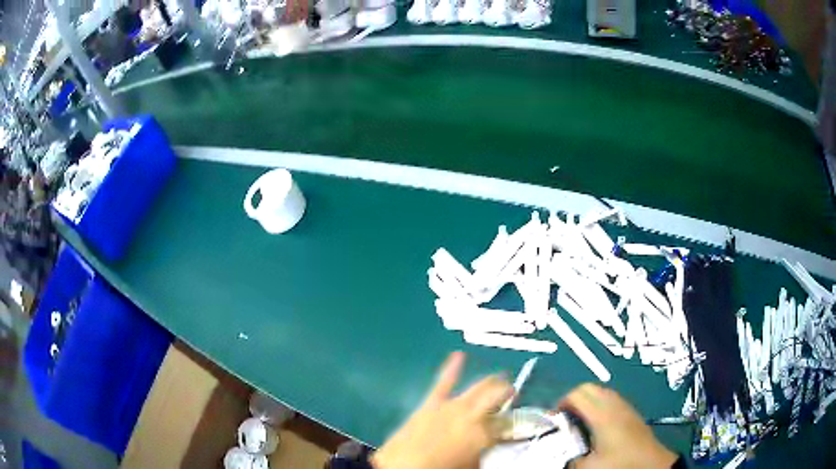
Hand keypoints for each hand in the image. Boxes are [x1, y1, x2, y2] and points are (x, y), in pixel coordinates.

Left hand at [372, 352, 512, 468]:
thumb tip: (486, 448)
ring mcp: (451, 406)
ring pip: (478, 387)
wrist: (404, 467)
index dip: (514, 423)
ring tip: (501, 378)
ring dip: (491, 382)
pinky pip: (444, 382)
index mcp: (485, 434)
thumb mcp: (472, 466)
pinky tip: (458, 355)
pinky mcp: (431, 404)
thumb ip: (483, 453)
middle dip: (507, 393)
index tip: (517, 424)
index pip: (507, 423)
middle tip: (514, 393)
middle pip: (496, 397)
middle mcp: (472, 415)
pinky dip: (452, 368)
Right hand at [559, 383, 676, 468]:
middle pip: (589, 387)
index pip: (577, 394)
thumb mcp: (589, 467)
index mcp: (601, 415)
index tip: (553, 418)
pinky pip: (611, 398)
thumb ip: (570, 459)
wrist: (652, 465)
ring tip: (579, 420)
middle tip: (564, 417)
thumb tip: (562, 454)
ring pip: (602, 391)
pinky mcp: (632, 412)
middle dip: (573, 398)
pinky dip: (599, 404)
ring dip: (587, 400)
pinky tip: (597, 423)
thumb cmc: (621, 464)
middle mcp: (614, 404)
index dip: (561, 403)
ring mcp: (625, 407)